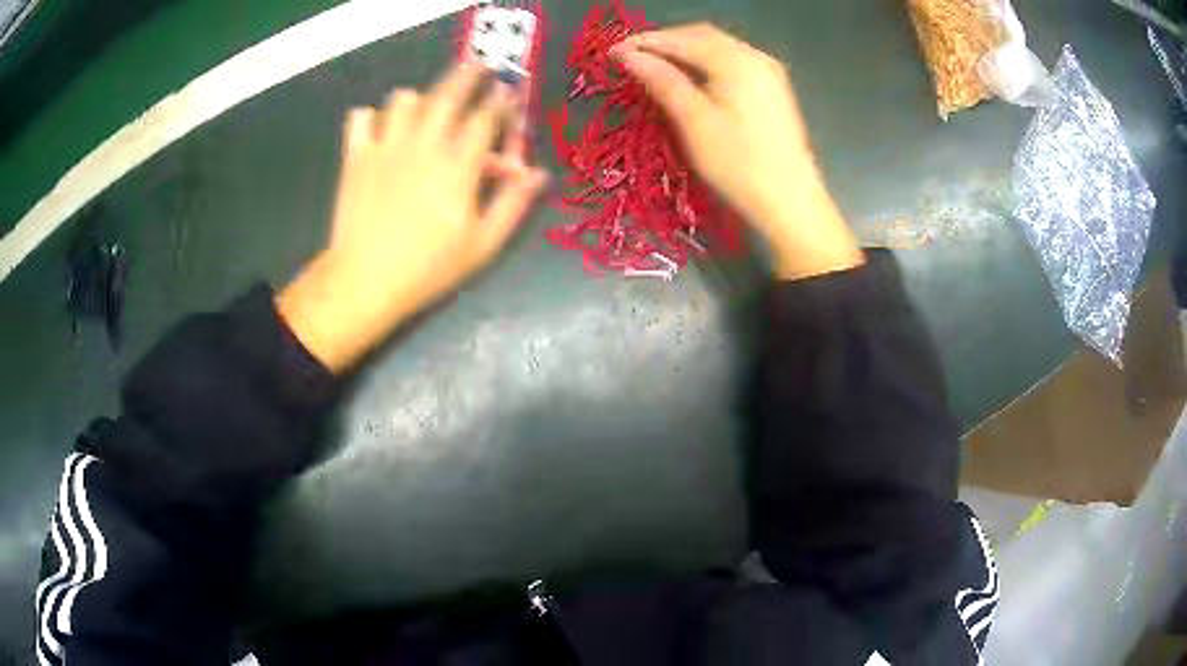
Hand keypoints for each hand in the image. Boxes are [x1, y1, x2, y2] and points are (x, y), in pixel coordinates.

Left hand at [277, 64, 548, 372]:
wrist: (364, 281)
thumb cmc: (428, 268)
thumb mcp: (482, 244)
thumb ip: (513, 203)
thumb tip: (538, 173)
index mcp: (458, 166)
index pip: (486, 118)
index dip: (501, 101)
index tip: (509, 91)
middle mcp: (423, 145)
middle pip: (448, 93)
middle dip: (468, 74)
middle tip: (478, 65)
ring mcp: (385, 147)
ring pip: (403, 99)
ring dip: (419, 98)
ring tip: (425, 109)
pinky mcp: (356, 156)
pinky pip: (361, 117)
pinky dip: (371, 117)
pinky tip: (380, 131)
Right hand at [613, 24, 862, 279]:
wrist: (790, 202)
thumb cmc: (738, 164)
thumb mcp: (694, 121)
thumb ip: (662, 81)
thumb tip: (628, 55)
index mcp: (737, 61)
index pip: (682, 38)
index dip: (644, 42)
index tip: (612, 53)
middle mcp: (755, 56)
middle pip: (701, 36)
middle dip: (664, 43)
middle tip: (631, 58)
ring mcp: (768, 71)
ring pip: (717, 47)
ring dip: (684, 51)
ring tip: (654, 67)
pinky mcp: (772, 88)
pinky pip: (731, 61)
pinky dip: (704, 63)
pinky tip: (690, 78)